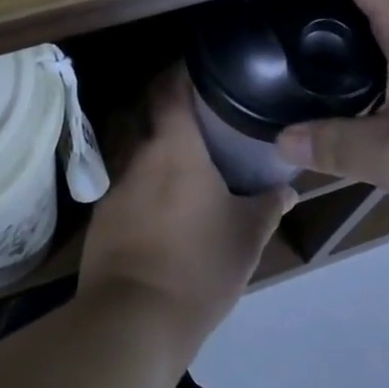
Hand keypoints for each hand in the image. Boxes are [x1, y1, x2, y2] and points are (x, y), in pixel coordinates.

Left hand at [79, 69, 292, 344]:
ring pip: (131, 148)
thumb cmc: (198, 266)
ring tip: (179, 156)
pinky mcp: (100, 218)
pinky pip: (123, 183)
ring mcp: (113, 187)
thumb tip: (288, 189)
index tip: (199, 66)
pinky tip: (158, 201)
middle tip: (194, 110)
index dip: (181, 71)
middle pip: (143, 112)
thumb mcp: (247, 237)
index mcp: (174, 148)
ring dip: (150, 144)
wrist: (131, 321)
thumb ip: (268, 206)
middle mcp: (137, 156)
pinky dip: (140, 180)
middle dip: (163, 104)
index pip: (170, 89)